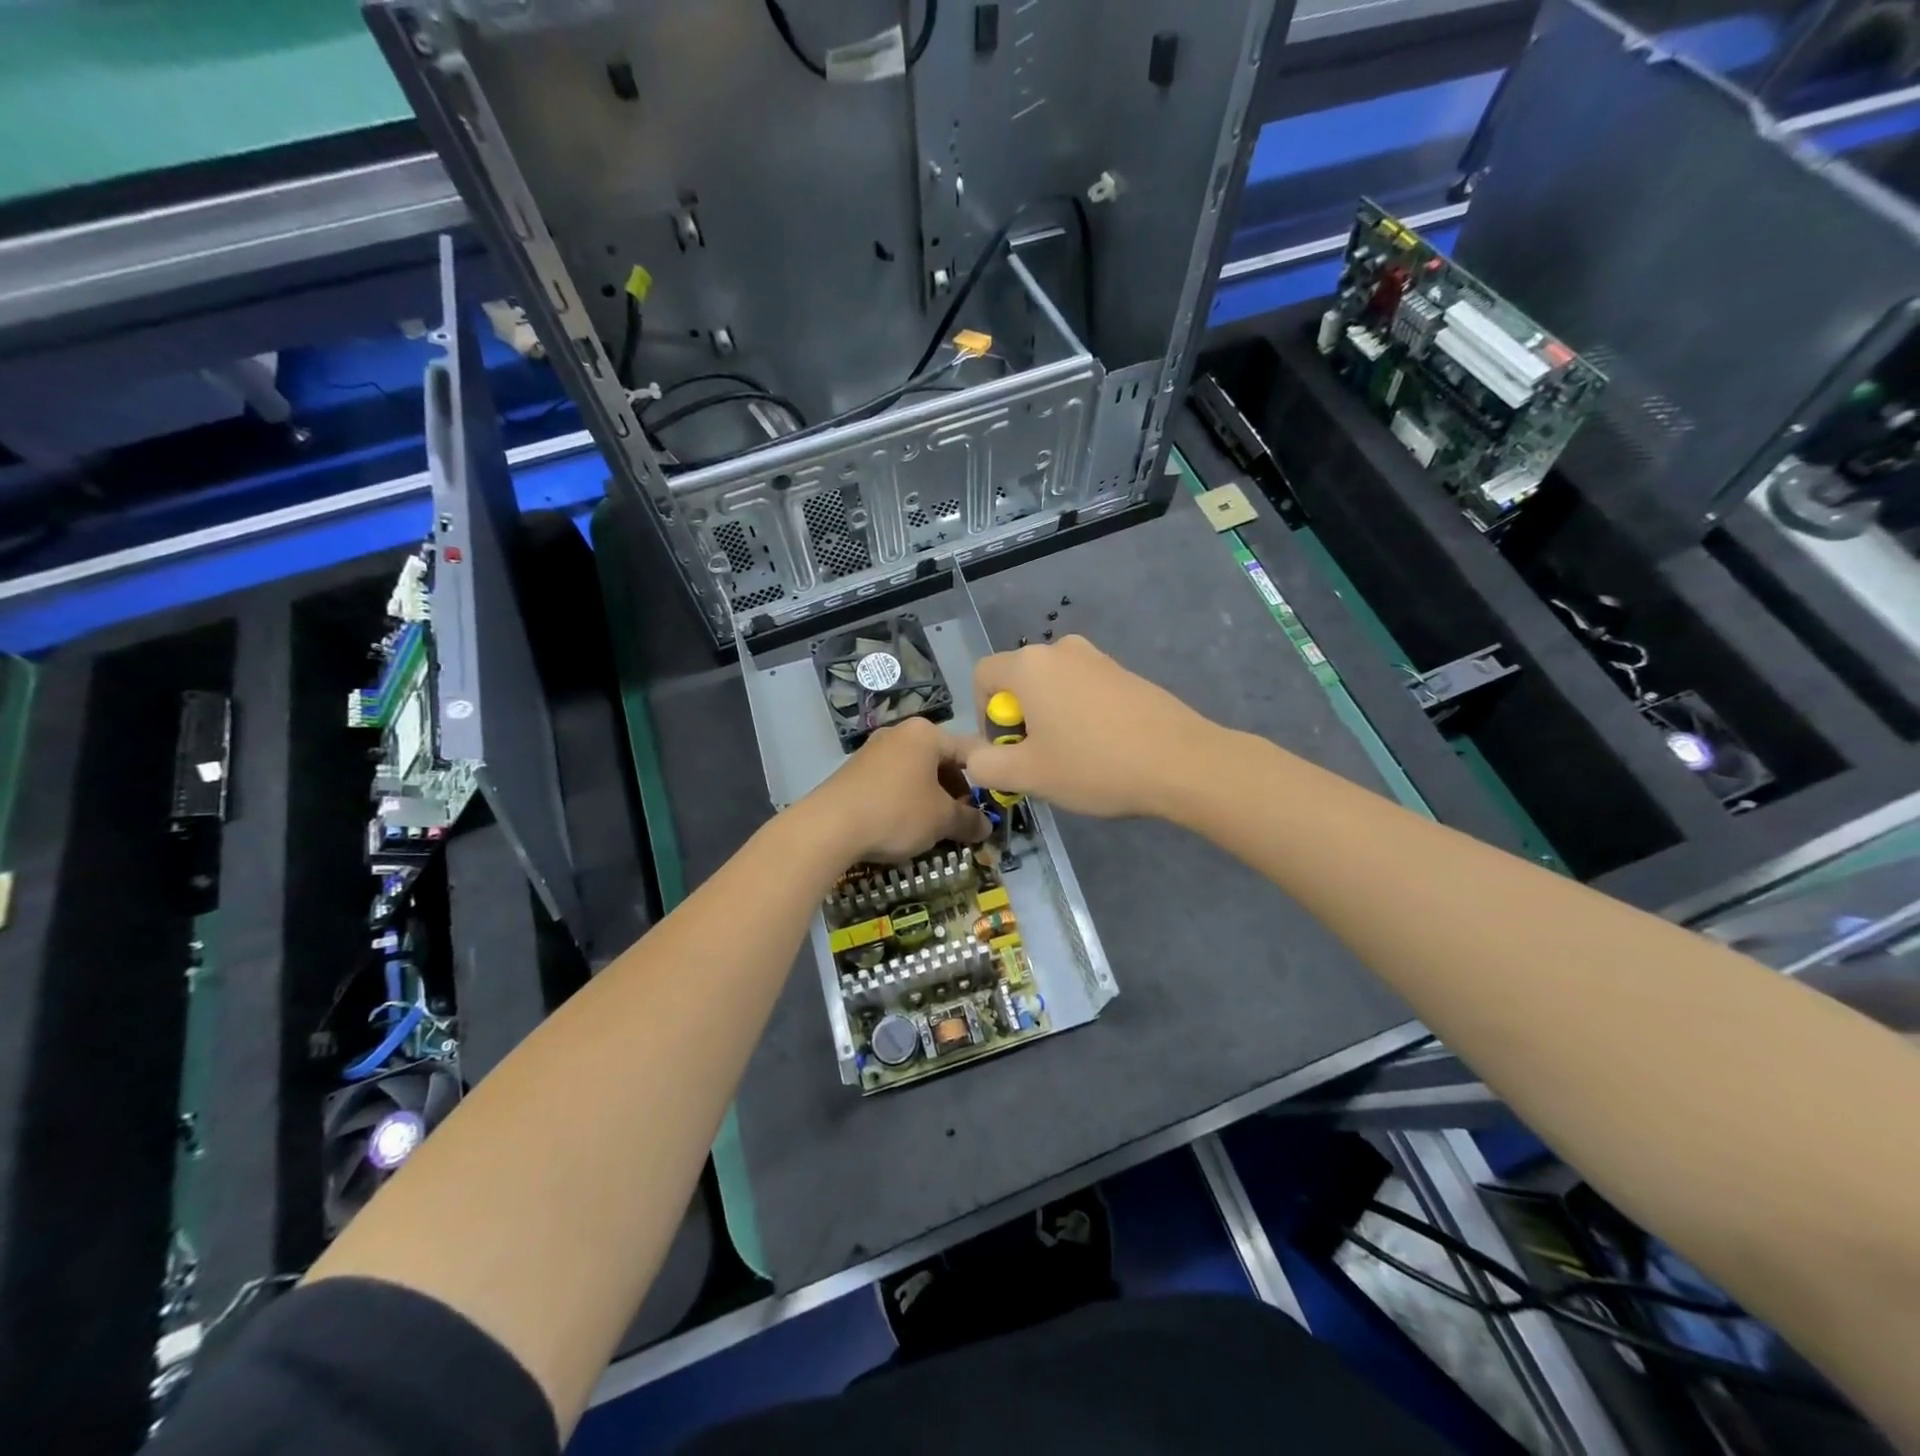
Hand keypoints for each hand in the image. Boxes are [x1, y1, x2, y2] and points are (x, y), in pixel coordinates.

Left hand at [804, 717, 989, 863]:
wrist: (829, 826)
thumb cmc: (897, 812)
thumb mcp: (942, 820)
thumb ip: (969, 820)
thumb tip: (986, 826)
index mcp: (926, 733)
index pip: (969, 752)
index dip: (985, 780)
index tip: (991, 807)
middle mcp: (899, 733)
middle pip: (941, 761)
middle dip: (955, 792)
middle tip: (962, 822)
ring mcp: (873, 750)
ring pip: (916, 774)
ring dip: (930, 799)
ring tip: (935, 829)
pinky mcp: (854, 771)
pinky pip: (892, 783)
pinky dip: (905, 801)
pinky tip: (903, 827)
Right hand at [964, 635, 1216, 818]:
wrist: (1182, 763)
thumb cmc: (1094, 765)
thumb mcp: (1028, 775)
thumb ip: (985, 765)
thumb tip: (973, 758)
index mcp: (1030, 666)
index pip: (982, 676)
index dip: (983, 715)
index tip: (1006, 749)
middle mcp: (1062, 650)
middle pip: (1019, 681)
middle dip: (1020, 720)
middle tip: (1039, 760)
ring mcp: (1099, 659)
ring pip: (1054, 688)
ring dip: (1050, 720)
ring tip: (1073, 759)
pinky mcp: (1127, 674)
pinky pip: (1085, 691)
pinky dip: (1081, 716)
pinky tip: (1103, 750)